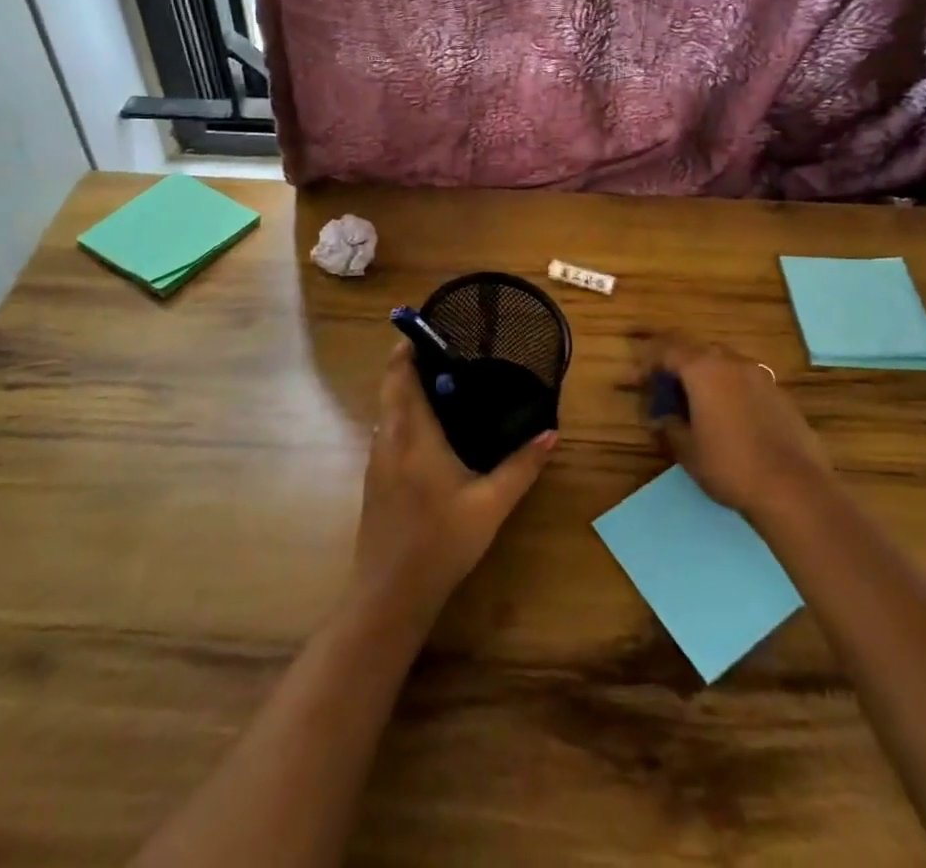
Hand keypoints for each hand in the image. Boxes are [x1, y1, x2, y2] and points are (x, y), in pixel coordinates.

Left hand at [352, 342, 556, 625]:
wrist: (389, 596)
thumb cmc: (441, 544)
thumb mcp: (490, 506)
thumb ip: (522, 467)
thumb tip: (551, 433)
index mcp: (413, 436)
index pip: (402, 376)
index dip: (409, 347)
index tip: (429, 329)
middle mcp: (388, 439)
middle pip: (390, 387)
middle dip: (409, 362)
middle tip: (445, 351)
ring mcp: (375, 460)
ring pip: (386, 410)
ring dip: (404, 389)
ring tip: (441, 382)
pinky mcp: (373, 479)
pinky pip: (386, 430)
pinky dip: (402, 414)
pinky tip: (428, 429)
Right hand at [641, 335, 828, 522]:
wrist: (795, 489)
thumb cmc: (730, 465)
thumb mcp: (687, 450)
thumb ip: (669, 426)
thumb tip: (660, 418)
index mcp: (703, 369)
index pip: (668, 350)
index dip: (648, 362)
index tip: (638, 380)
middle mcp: (732, 362)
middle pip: (698, 351)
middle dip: (679, 366)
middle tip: (667, 390)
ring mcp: (761, 377)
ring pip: (725, 365)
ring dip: (706, 377)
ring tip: (698, 405)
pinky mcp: (781, 396)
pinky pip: (746, 382)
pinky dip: (731, 391)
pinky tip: (730, 419)